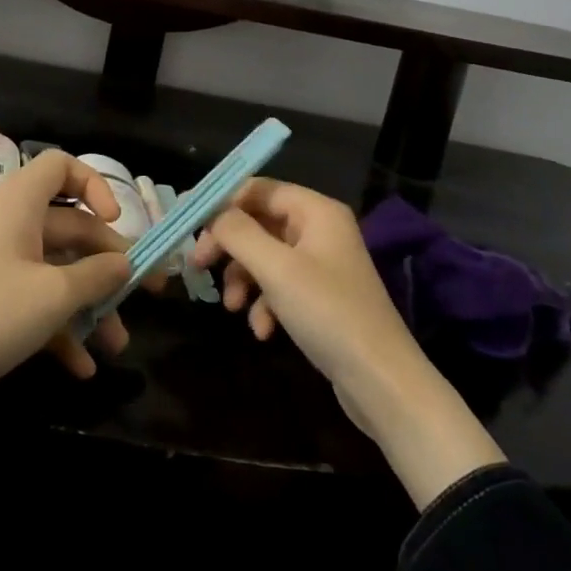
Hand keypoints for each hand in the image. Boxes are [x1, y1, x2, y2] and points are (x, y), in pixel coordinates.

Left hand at [0, 151, 134, 472]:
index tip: (119, 221)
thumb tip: (126, 262)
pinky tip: (83, 366)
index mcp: (21, 203)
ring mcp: (0, 263)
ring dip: (90, 304)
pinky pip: (37, 301)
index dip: (95, 185)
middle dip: (109, 263)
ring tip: (117, 346)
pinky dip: (61, 327)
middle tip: (149, 293)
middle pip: (71, 226)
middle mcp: (11, 224)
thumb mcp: (53, 296)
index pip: (61, 166)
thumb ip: (97, 276)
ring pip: (58, 270)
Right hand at [190, 179, 504, 507]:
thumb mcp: (276, 269)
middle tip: (198, 265)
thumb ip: (238, 233)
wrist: (381, 382)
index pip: (259, 188)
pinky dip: (264, 304)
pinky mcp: (320, 298)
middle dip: (229, 246)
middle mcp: (319, 229)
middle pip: (259, 222)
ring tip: (231, 307)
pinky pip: (280, 287)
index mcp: (316, 210)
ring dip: (243, 279)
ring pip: (264, 257)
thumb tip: (212, 213)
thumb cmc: (328, 313)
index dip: (222, 201)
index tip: (189, 222)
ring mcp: (321, 265)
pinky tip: (262, 331)